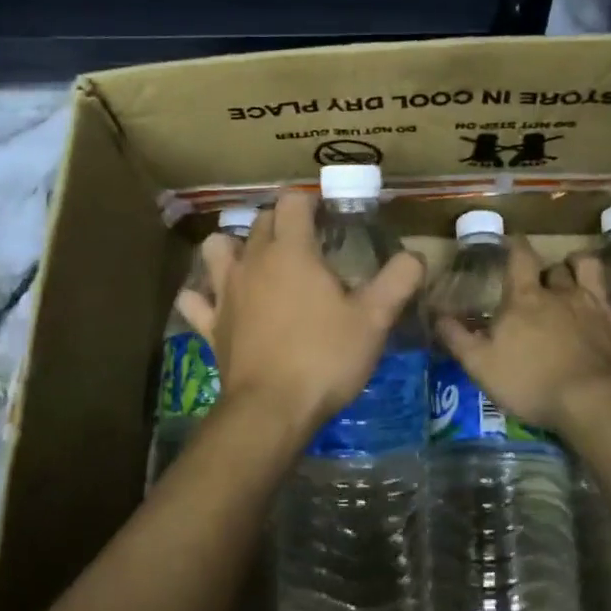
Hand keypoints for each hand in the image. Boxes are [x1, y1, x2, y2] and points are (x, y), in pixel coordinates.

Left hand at [176, 191, 423, 434]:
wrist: (272, 409)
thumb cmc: (325, 357)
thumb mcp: (374, 320)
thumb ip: (398, 280)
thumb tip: (416, 255)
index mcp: (291, 251)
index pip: (293, 202)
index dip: (310, 203)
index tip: (329, 220)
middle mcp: (252, 261)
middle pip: (260, 221)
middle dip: (282, 223)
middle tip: (308, 245)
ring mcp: (225, 292)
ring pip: (217, 248)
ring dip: (233, 247)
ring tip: (255, 261)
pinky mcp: (210, 325)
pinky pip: (195, 299)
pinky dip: (203, 295)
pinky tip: (217, 301)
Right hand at [437, 236, 610, 433]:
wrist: (595, 404)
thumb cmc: (532, 384)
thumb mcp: (481, 366)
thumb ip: (458, 338)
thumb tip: (436, 314)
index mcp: (526, 301)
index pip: (519, 262)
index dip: (514, 249)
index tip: (512, 242)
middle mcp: (563, 294)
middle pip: (555, 271)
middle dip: (548, 271)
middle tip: (542, 279)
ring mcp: (601, 306)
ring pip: (593, 271)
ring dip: (584, 264)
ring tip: (579, 263)